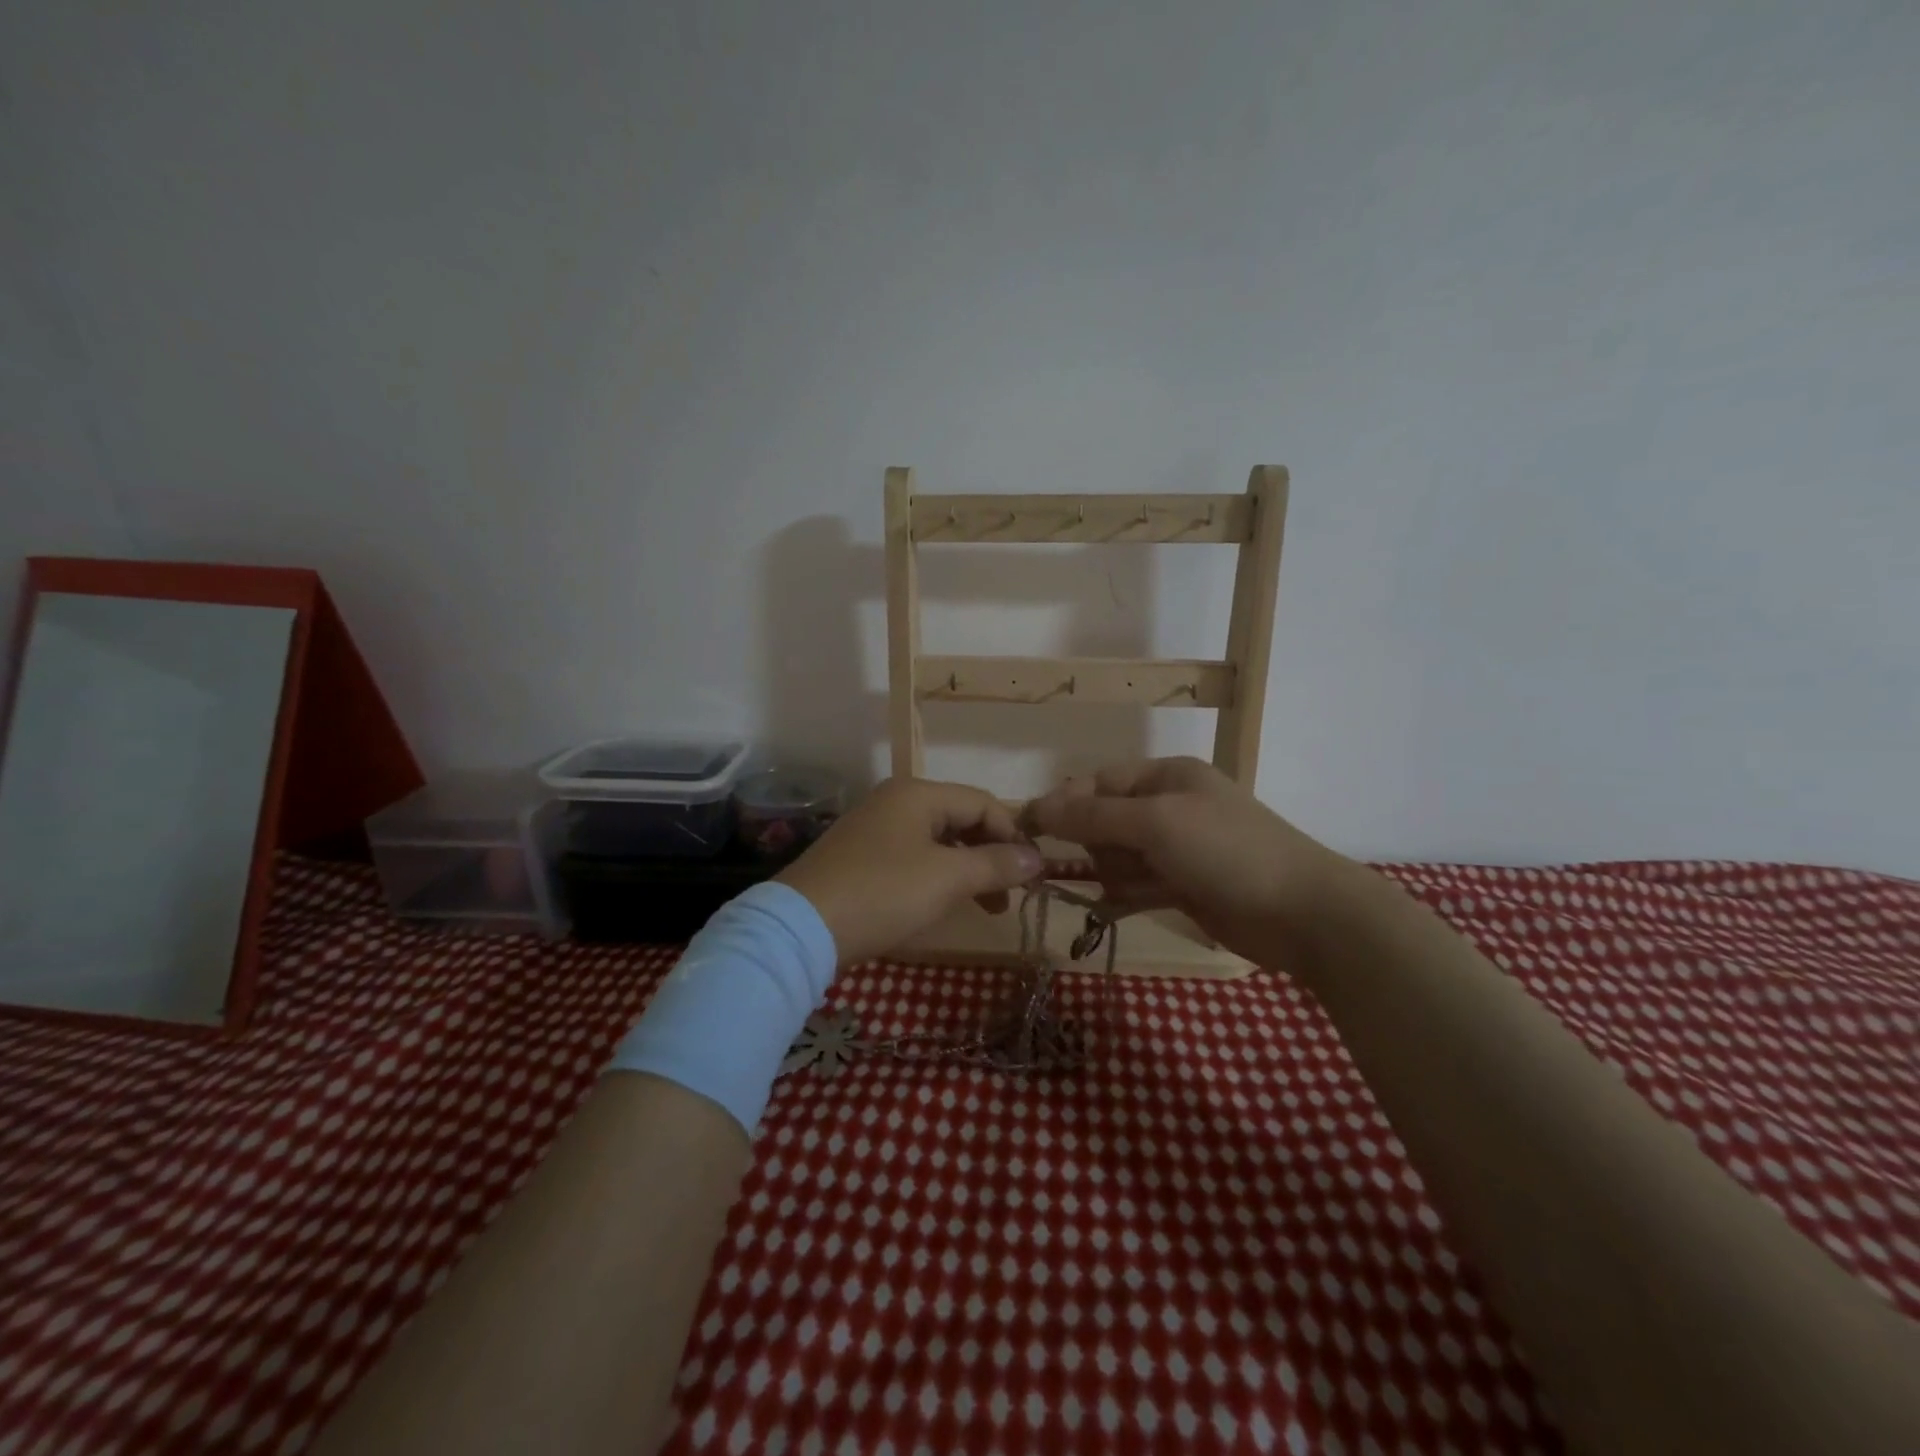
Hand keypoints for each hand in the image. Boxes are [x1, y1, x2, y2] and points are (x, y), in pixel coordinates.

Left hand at [775, 778, 1043, 964]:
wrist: (800, 928)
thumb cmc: (882, 893)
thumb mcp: (947, 878)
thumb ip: (996, 864)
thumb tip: (1038, 858)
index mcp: (917, 794)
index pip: (982, 802)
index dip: (1013, 835)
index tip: (1032, 875)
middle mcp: (895, 801)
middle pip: (960, 819)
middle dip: (991, 855)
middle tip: (1009, 896)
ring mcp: (873, 829)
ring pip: (937, 841)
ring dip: (967, 870)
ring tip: (984, 907)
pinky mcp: (859, 857)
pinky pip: (912, 858)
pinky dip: (937, 877)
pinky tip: (941, 904)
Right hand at [1021, 757, 1359, 964]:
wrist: (1304, 914)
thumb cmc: (1226, 851)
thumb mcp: (1155, 823)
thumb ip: (1092, 816)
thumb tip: (1037, 808)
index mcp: (1166, 776)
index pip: (1099, 782)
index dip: (1066, 804)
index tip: (1032, 832)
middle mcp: (1170, 807)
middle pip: (1105, 821)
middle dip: (1098, 845)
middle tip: (1114, 866)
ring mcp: (1179, 849)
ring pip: (1119, 856)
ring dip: (1115, 874)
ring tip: (1136, 890)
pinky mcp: (1185, 886)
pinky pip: (1138, 885)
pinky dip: (1125, 896)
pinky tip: (1116, 909)